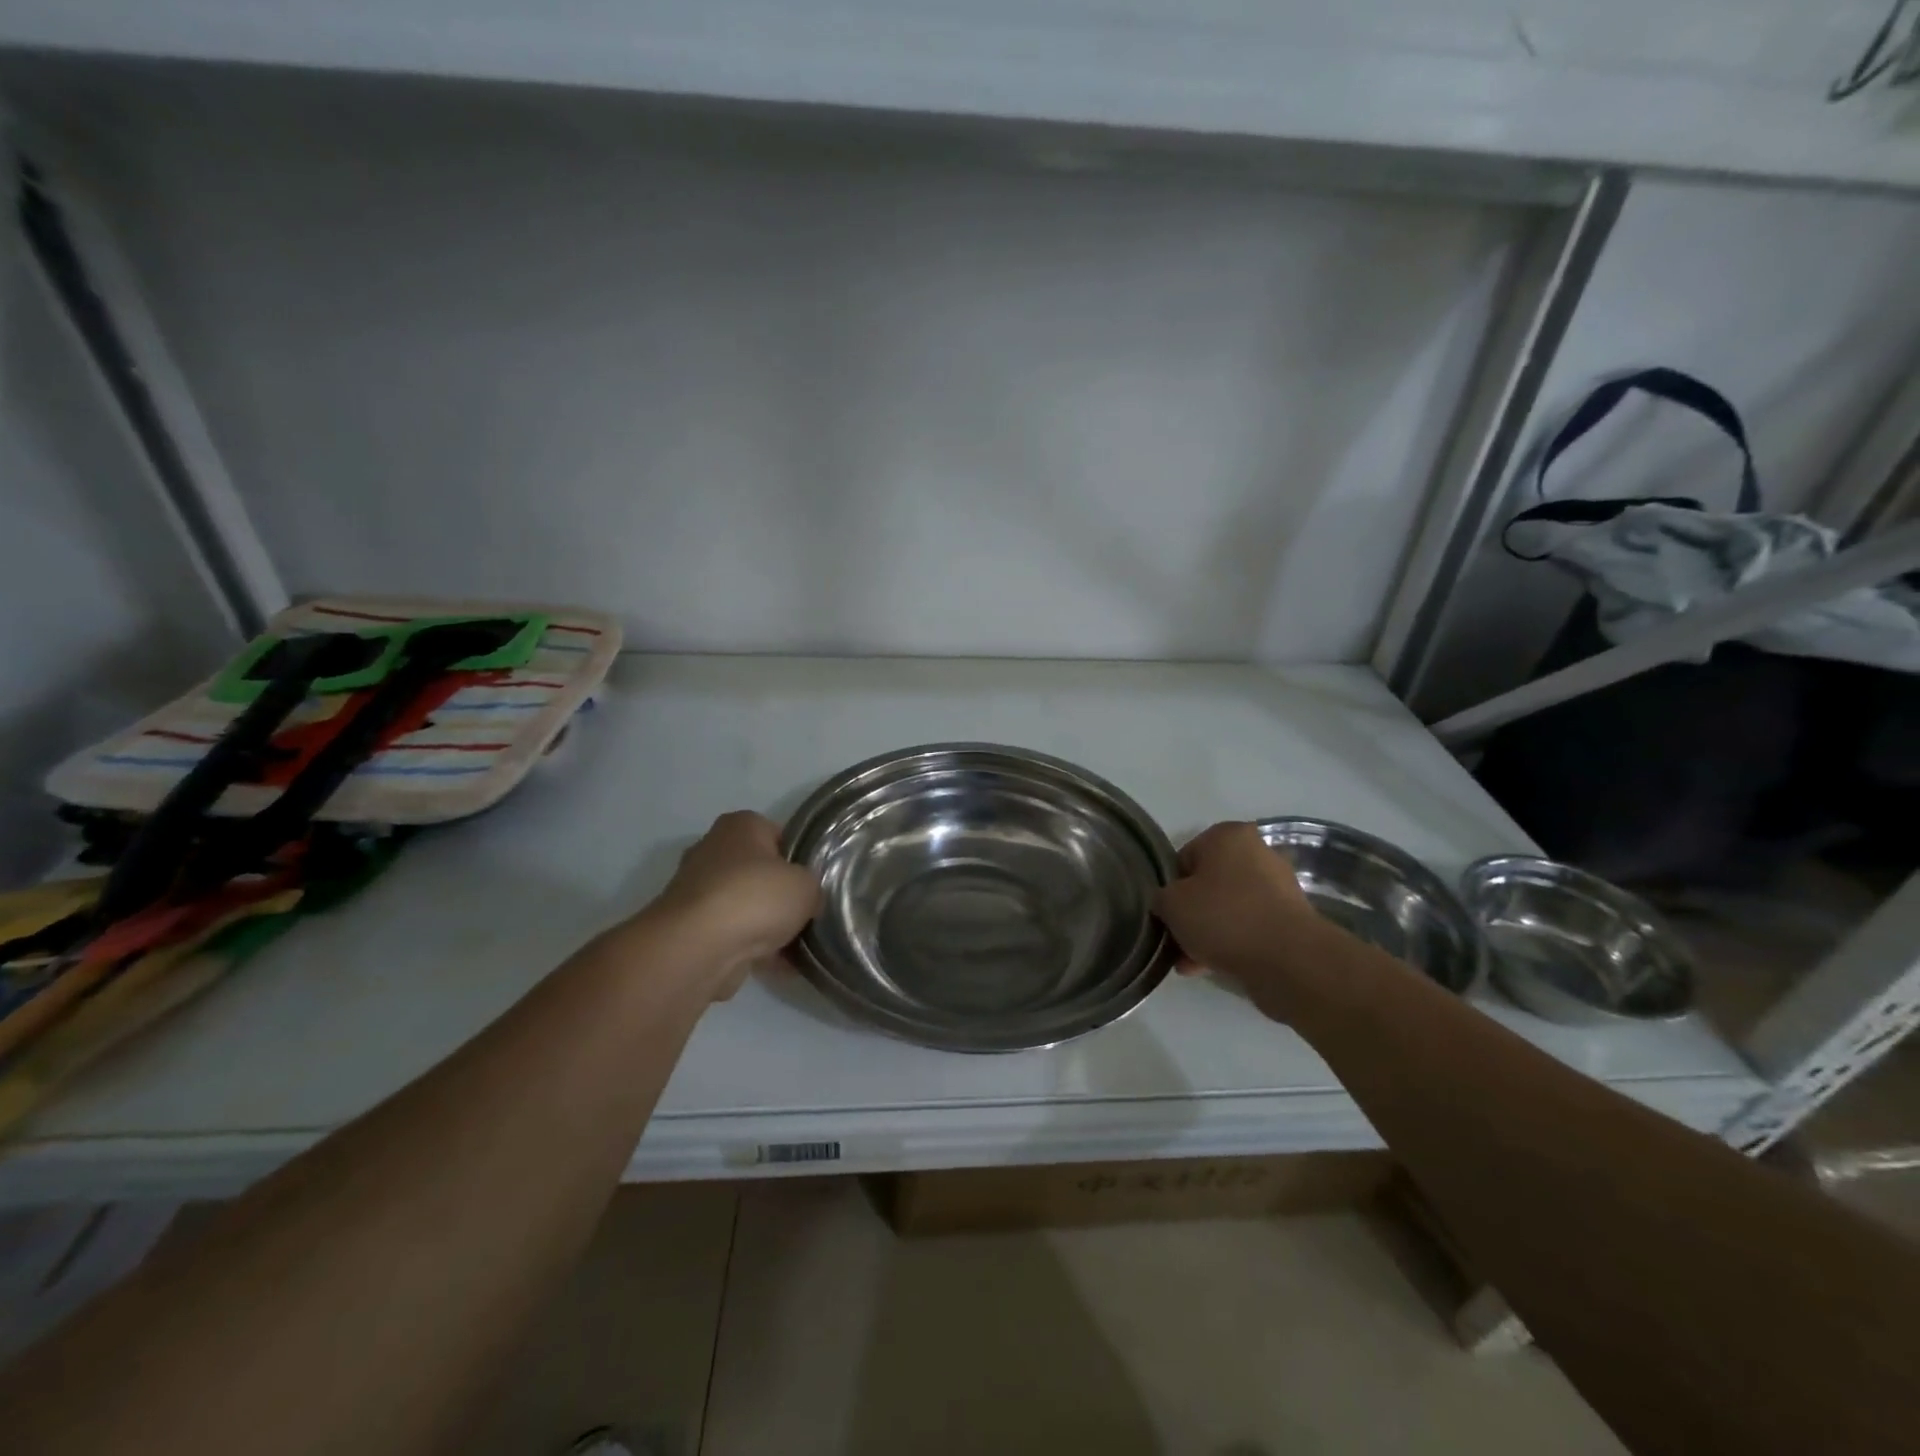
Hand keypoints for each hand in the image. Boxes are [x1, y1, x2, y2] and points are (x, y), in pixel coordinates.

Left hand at [635, 812, 821, 997]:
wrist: (698, 948)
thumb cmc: (756, 897)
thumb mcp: (807, 885)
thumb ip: (812, 887)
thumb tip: (808, 901)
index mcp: (740, 825)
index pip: (778, 834)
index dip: (798, 858)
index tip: (813, 882)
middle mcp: (712, 850)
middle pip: (758, 872)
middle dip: (779, 895)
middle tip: (806, 914)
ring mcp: (697, 891)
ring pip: (744, 907)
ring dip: (766, 926)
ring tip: (797, 948)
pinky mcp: (689, 928)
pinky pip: (731, 936)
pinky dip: (751, 950)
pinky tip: (778, 967)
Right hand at [1155, 821, 1333, 1018]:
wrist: (1288, 960)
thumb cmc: (1223, 917)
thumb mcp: (1171, 904)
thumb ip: (1161, 898)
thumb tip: (1167, 905)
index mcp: (1228, 835)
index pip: (1184, 858)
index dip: (1170, 888)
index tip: (1165, 914)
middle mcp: (1256, 853)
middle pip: (1208, 884)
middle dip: (1190, 914)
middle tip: (1175, 941)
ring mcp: (1277, 887)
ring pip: (1227, 908)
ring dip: (1207, 933)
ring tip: (1189, 963)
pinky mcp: (1289, 920)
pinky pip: (1248, 927)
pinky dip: (1230, 943)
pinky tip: (1209, 968)